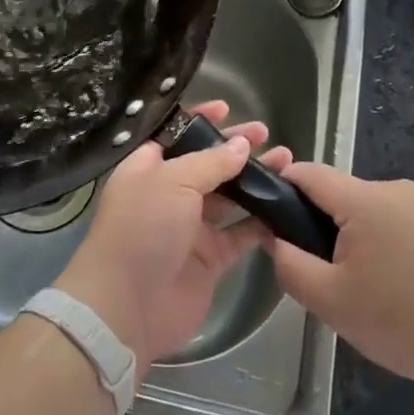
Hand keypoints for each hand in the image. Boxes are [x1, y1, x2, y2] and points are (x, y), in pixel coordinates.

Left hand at [54, 102, 288, 363]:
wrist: (127, 305)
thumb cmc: (141, 229)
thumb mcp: (172, 181)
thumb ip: (210, 162)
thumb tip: (241, 145)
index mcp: (147, 169)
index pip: (175, 135)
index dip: (199, 121)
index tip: (227, 108)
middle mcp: (168, 194)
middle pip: (207, 164)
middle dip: (235, 149)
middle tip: (267, 135)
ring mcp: (190, 228)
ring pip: (229, 197)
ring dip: (255, 181)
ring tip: (287, 164)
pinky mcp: (210, 259)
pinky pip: (241, 234)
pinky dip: (262, 222)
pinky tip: (286, 205)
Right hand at [261, 163, 413, 396]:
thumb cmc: (404, 321)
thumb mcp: (331, 302)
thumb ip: (290, 265)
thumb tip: (274, 238)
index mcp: (365, 200)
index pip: (309, 173)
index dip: (282, 187)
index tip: (270, 218)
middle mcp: (397, 189)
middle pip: (342, 196)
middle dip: (324, 226)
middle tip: (327, 275)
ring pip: (374, 212)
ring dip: (360, 238)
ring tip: (370, 289)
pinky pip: (404, 224)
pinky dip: (392, 246)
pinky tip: (405, 287)